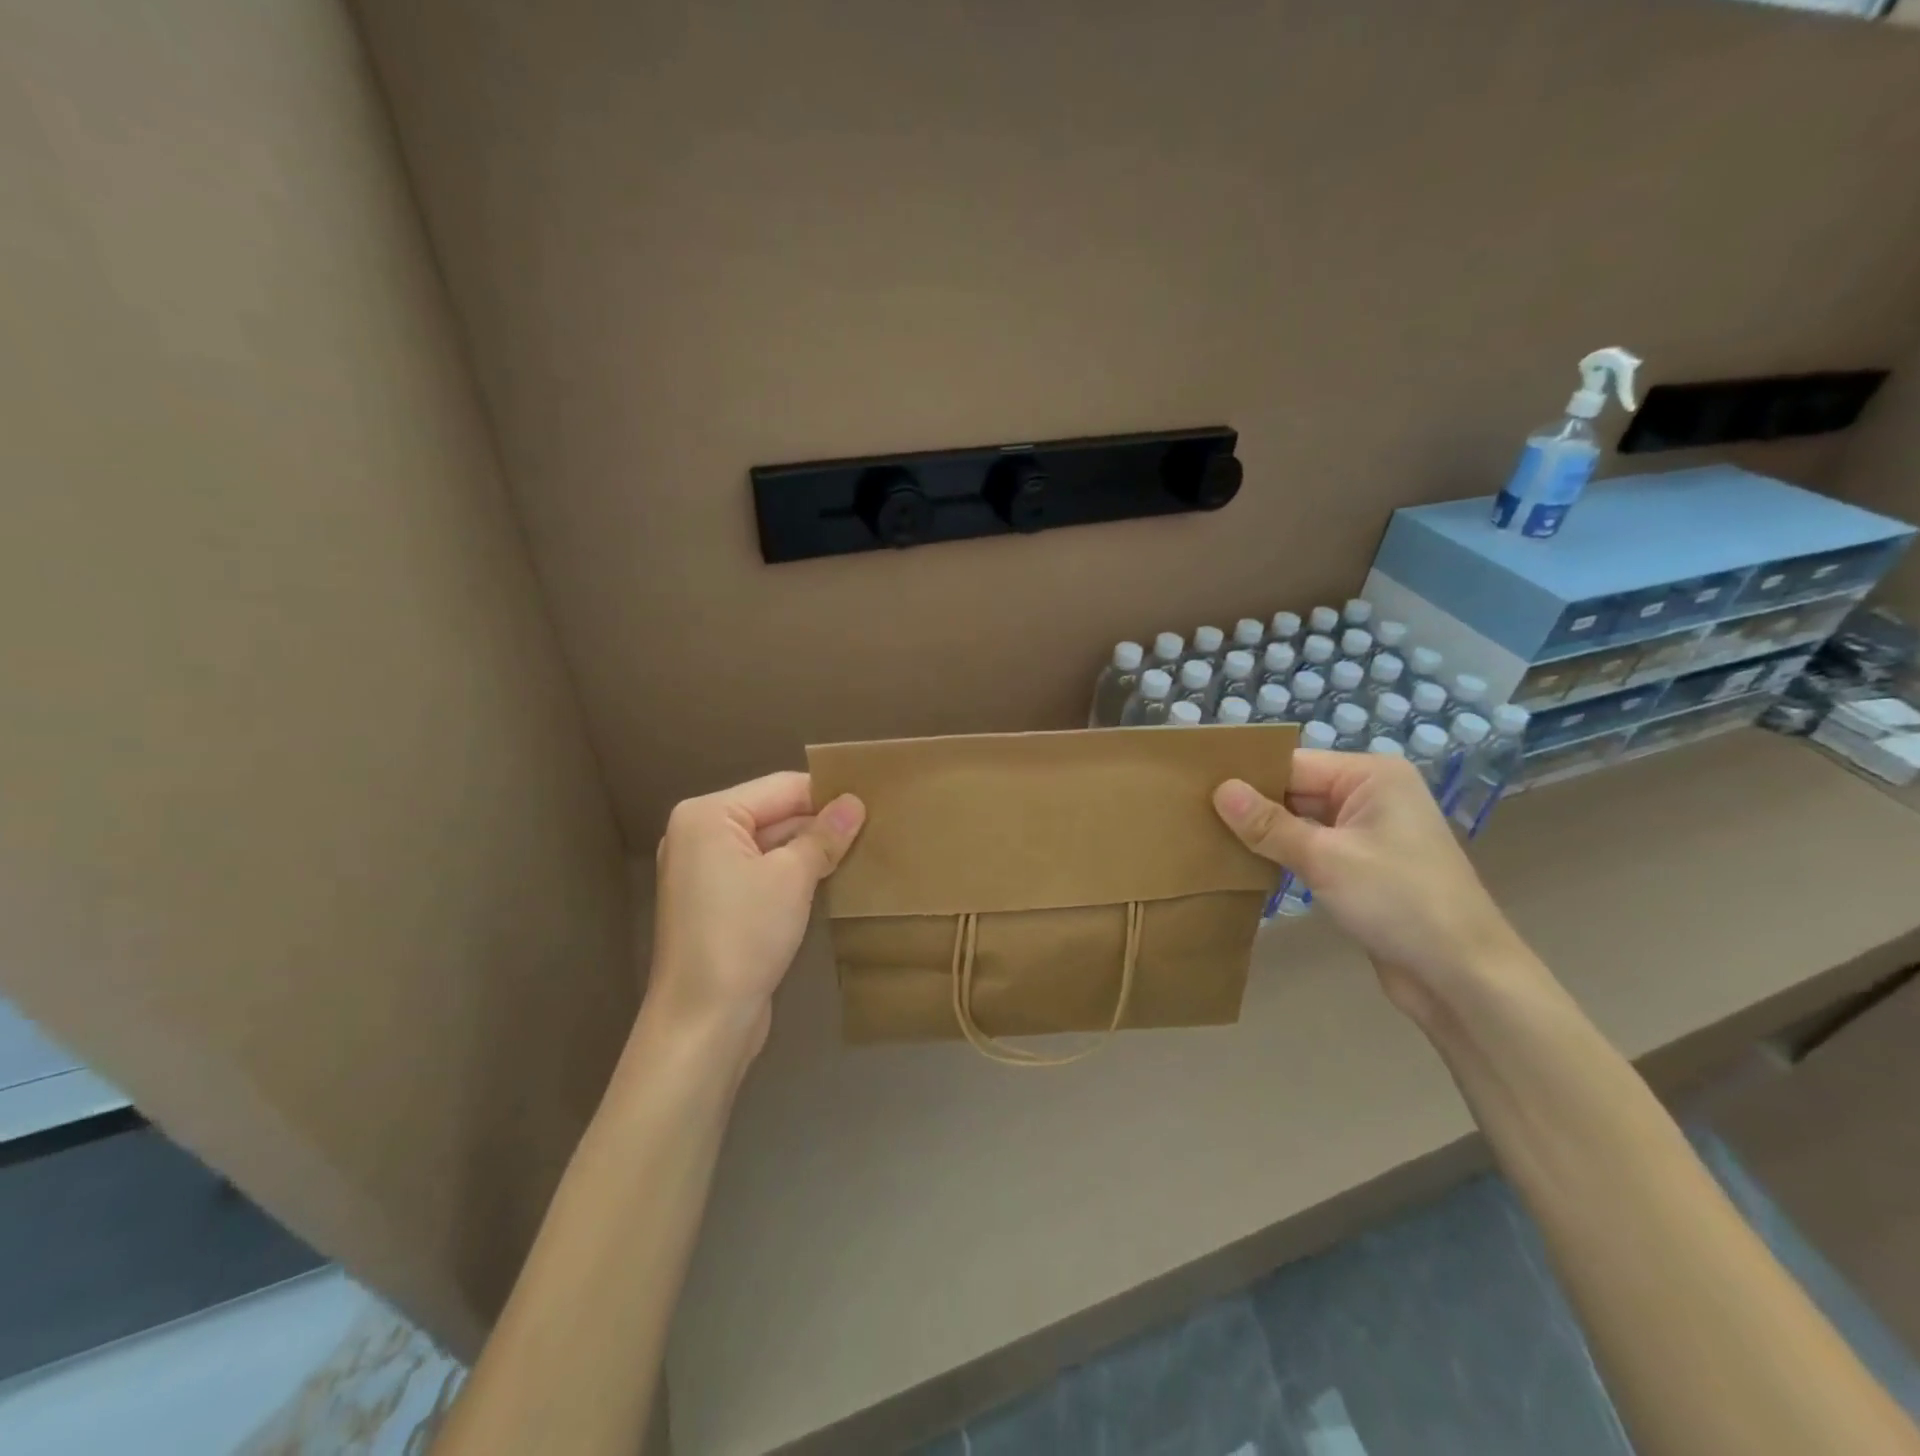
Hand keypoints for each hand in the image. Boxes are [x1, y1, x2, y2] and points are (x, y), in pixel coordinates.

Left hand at [646, 771, 865, 1060]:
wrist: (703, 1022)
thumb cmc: (744, 935)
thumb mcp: (792, 878)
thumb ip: (824, 835)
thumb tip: (855, 803)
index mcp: (707, 815)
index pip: (780, 787)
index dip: (827, 793)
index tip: (874, 799)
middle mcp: (700, 835)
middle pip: (773, 813)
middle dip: (821, 822)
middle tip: (876, 826)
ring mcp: (705, 872)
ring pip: (770, 845)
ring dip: (811, 850)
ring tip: (863, 849)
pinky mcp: (717, 904)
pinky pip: (762, 873)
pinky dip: (793, 874)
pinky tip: (832, 878)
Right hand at [1213, 750, 1537, 1022]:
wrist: (1462, 976)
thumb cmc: (1399, 902)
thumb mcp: (1326, 859)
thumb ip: (1269, 824)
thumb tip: (1219, 790)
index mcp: (1371, 776)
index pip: (1292, 764)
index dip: (1246, 776)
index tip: (1193, 787)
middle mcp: (1370, 794)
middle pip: (1295, 790)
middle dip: (1251, 805)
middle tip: (1190, 814)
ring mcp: (1368, 831)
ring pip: (1300, 820)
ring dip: (1264, 833)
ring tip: (1206, 836)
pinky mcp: (1362, 866)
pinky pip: (1311, 847)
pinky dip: (1282, 854)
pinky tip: (1243, 862)